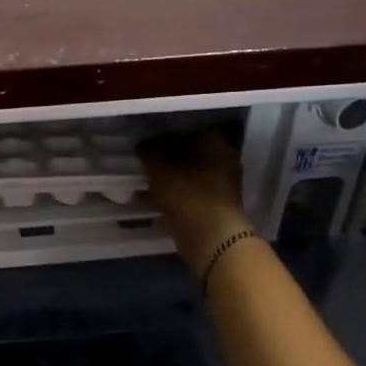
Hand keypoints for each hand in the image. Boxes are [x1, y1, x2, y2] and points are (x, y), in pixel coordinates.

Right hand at [138, 128, 253, 277]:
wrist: (209, 234)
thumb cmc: (184, 190)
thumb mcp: (156, 164)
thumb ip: (148, 151)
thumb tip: (145, 147)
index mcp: (214, 141)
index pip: (186, 131)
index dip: (163, 137)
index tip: (146, 147)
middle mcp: (224, 160)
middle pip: (189, 156)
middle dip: (167, 162)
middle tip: (144, 167)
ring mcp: (223, 187)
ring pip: (188, 179)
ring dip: (168, 183)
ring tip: (142, 190)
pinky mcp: (217, 209)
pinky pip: (189, 199)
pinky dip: (173, 201)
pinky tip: (153, 207)